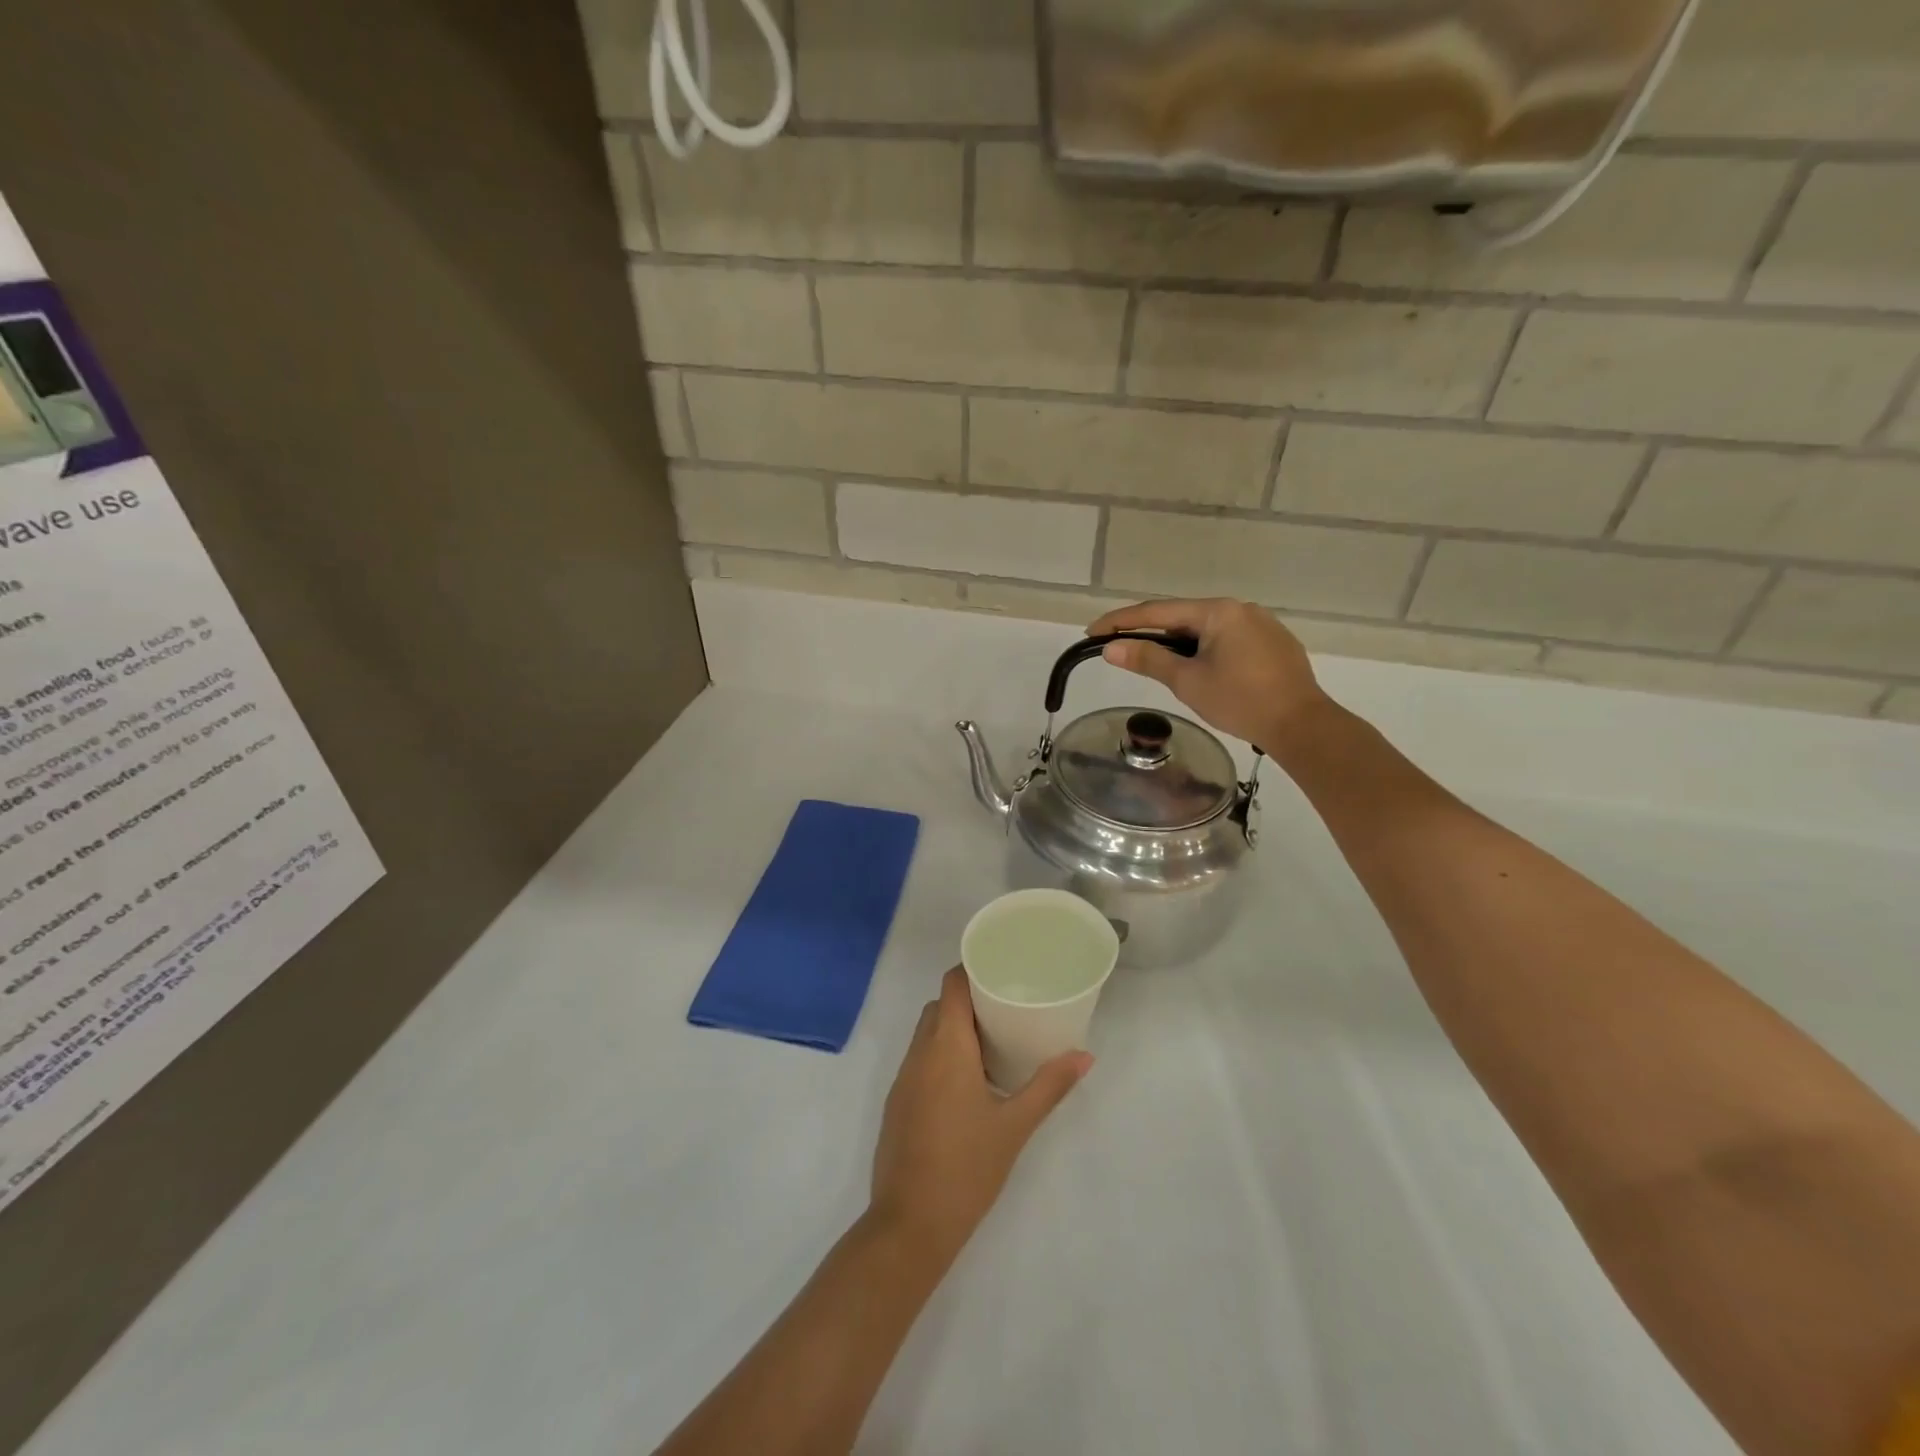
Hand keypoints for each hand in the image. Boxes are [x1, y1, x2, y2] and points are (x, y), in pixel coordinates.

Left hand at [869, 968, 1089, 1266]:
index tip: (1001, 969)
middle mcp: (919, 1053)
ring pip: (927, 1032)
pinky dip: (941, 1054)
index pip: (952, 984)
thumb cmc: (966, 1168)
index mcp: (946, 1047)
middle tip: (1006, 1006)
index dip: (972, 969)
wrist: (909, 1226)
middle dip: (969, 999)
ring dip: (954, 1027)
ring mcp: (903, 1078)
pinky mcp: (897, 1102)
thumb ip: (1049, 1086)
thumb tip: (1084, 1055)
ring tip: (993, 1040)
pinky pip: (919, 1059)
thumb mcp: (1015, 1126)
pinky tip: (968, 1080)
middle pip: (940, 1005)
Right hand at [1087, 598, 1329, 749]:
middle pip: (1182, 616)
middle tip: (1119, 647)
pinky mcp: (1274, 643)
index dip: (1121, 622)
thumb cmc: (1240, 701)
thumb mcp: (1187, 681)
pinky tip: (1199, 668)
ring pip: (1206, 628)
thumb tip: (1111, 648)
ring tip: (1155, 661)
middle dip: (1149, 631)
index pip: (1157, 612)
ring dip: (1177, 642)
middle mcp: (1240, 608)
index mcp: (1217, 611)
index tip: (1092, 632)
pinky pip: (1228, 638)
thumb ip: (1148, 659)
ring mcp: (1261, 624)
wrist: (1302, 725)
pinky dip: (1204, 649)